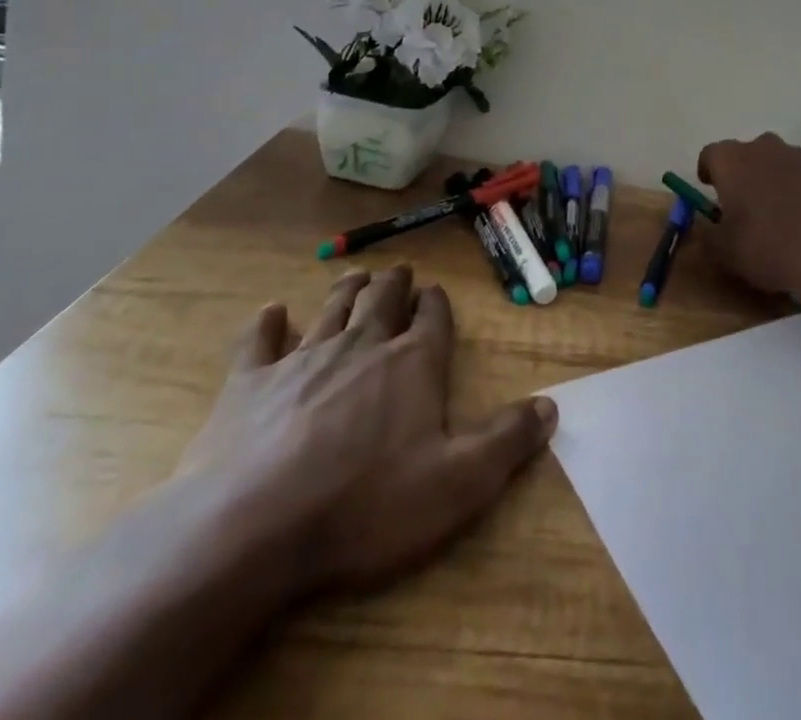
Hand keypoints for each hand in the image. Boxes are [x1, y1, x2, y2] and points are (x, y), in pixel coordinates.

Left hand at [177, 265, 555, 596]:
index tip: (436, 294)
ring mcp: (303, 360)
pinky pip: (259, 341)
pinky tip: (271, 313)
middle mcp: (362, 346)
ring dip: (346, 290)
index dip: (436, 304)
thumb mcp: (458, 483)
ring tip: (355, 276)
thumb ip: (507, 440)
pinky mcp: (249, 384)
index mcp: (413, 363)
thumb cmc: (366, 505)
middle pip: (382, 301)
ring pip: (332, 309)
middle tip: (398, 272)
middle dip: (394, 284)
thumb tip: (551, 406)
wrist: (252, 529)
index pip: (432, 318)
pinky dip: (267, 324)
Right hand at [696, 132, 800, 295]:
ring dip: (771, 177)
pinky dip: (798, 187)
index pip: (710, 154)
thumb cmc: (764, 247)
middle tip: (743, 202)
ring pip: (776, 160)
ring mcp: (798, 156)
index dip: (708, 171)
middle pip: (746, 153)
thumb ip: (706, 233)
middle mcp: (763, 147)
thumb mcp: (722, 250)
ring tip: (775, 210)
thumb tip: (703, 226)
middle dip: (742, 172)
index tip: (710, 190)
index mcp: (732, 160)